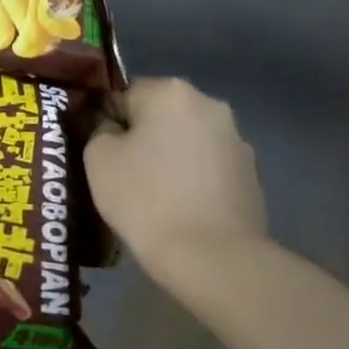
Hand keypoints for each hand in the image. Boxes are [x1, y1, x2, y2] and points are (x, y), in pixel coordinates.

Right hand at [84, 78, 267, 272]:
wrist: (211, 257)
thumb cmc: (145, 198)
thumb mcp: (97, 157)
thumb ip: (99, 128)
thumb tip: (112, 127)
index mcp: (170, 92)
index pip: (122, 93)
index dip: (105, 121)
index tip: (98, 151)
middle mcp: (209, 105)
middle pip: (158, 113)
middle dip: (140, 136)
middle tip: (119, 172)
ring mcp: (236, 140)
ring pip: (184, 139)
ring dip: (167, 155)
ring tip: (150, 194)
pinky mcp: (251, 175)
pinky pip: (206, 166)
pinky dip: (190, 178)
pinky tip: (178, 207)